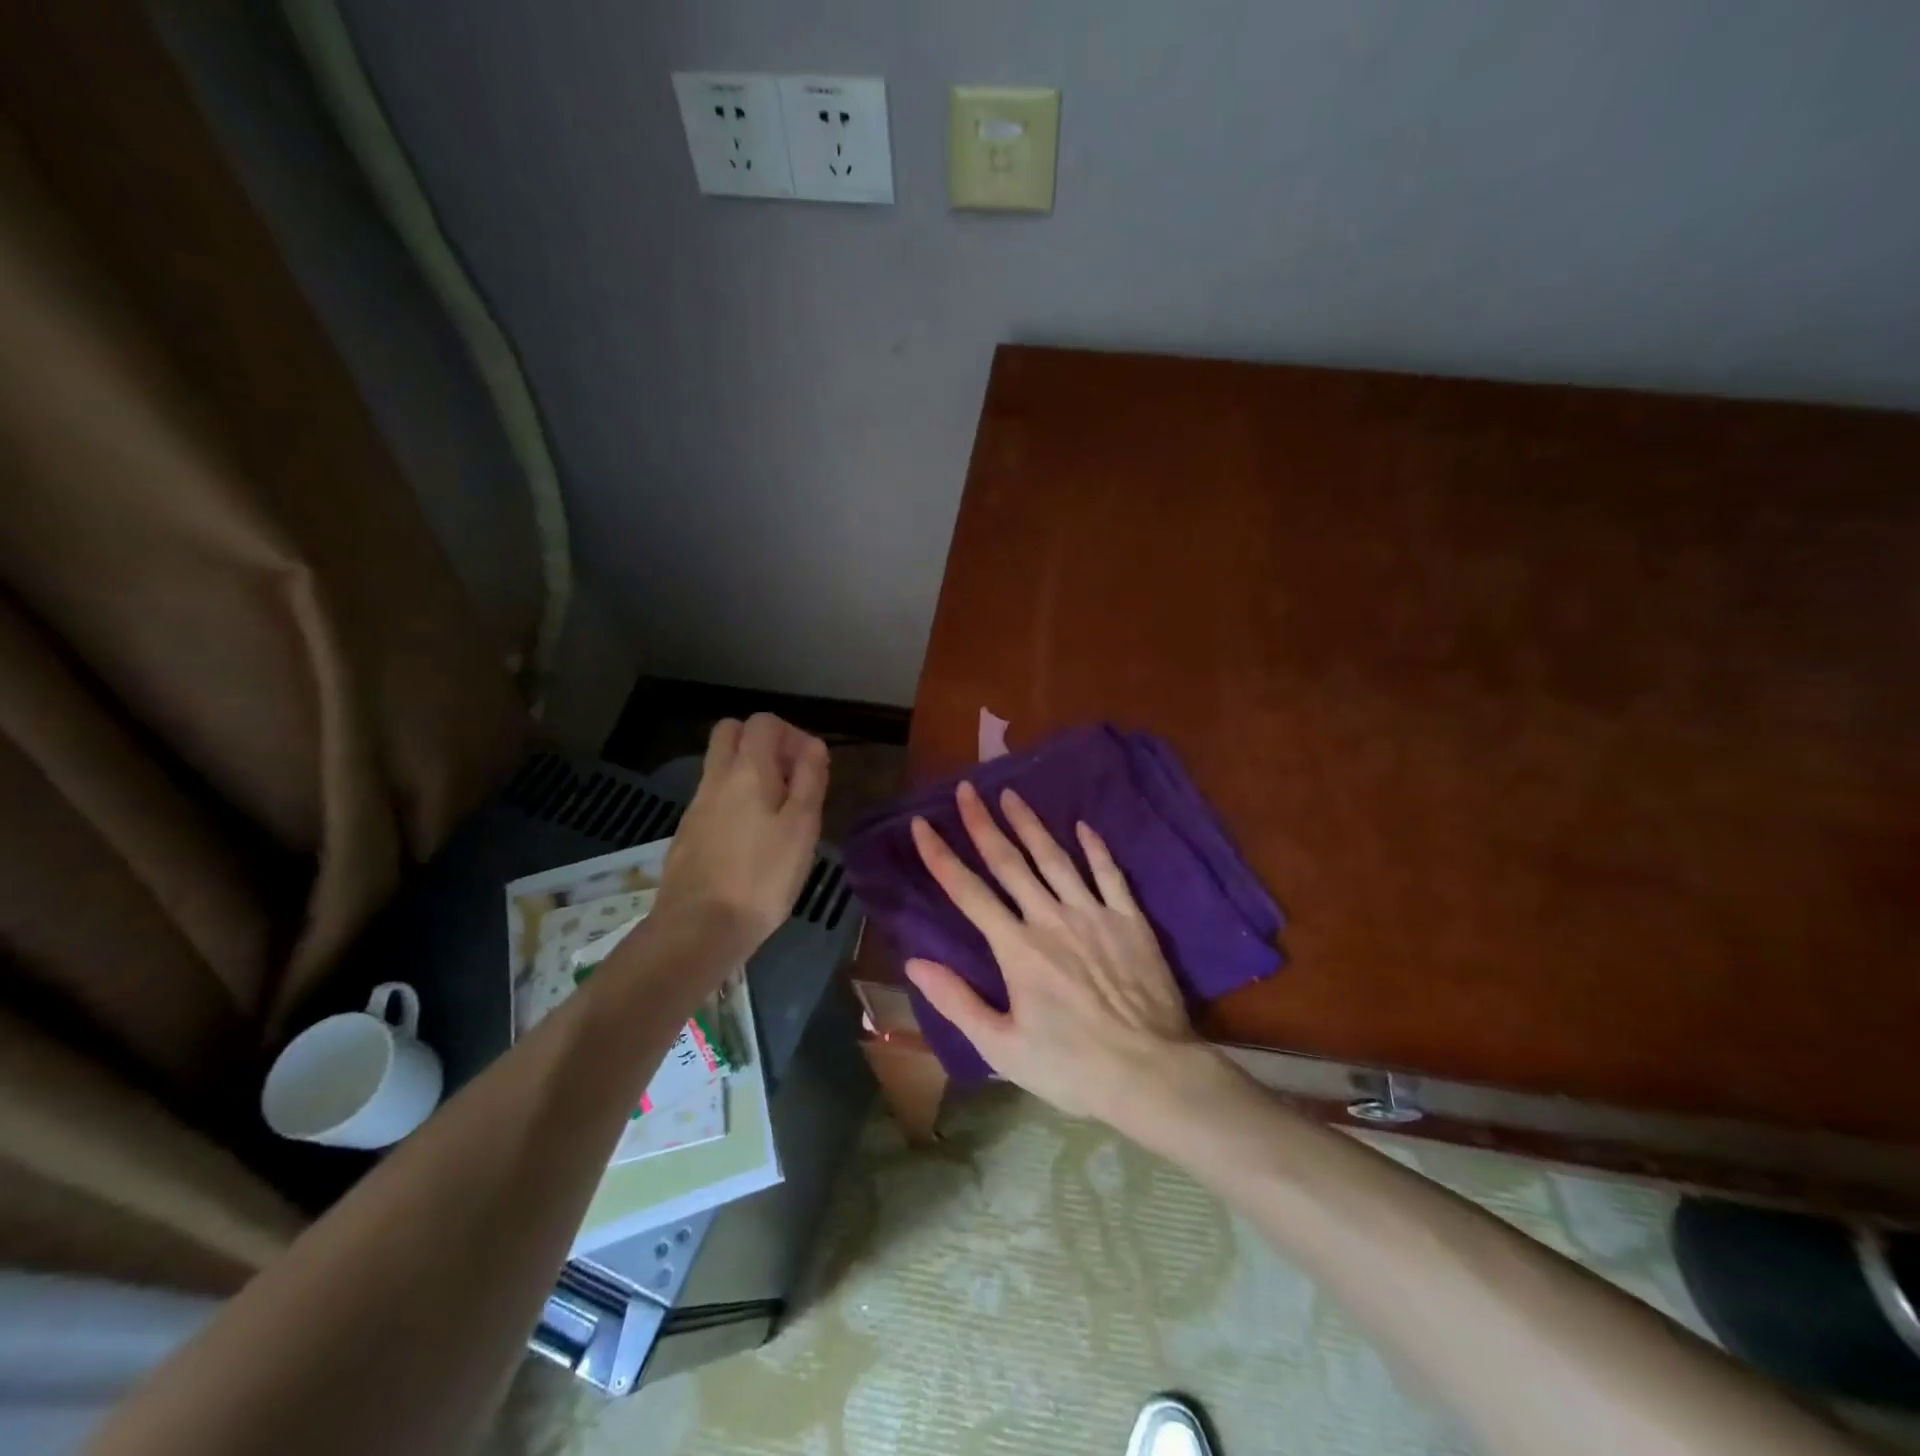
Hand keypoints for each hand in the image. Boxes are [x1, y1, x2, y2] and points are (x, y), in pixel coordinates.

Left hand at [654, 714, 827, 961]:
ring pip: (720, 766)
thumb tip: (814, 746)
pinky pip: (713, 797)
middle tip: (789, 777)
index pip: (764, 722)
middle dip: (763, 742)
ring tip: (777, 813)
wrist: (699, 929)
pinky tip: (752, 839)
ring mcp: (696, 806)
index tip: (811, 767)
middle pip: (731, 732)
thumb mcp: (802, 827)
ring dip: (749, 773)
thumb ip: (810, 780)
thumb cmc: (762, 877)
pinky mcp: (688, 833)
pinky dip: (734, 800)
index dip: (792, 734)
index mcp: (747, 770)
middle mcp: (716, 778)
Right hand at [906, 781, 1204, 1125]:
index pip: (968, 892)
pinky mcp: (1129, 920)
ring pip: (1055, 858)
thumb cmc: (1070, 1066)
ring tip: (1012, 795)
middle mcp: (1050, 918)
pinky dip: (1095, 848)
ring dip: (1030, 825)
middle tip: (967, 789)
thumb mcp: (1002, 1047)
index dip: (941, 856)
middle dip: (983, 823)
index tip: (922, 824)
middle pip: (1009, 862)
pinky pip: (1109, 874)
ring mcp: (1093, 914)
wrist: (1149, 1072)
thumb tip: (914, 962)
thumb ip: (957, 1001)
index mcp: (1016, 948)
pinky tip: (1084, 826)